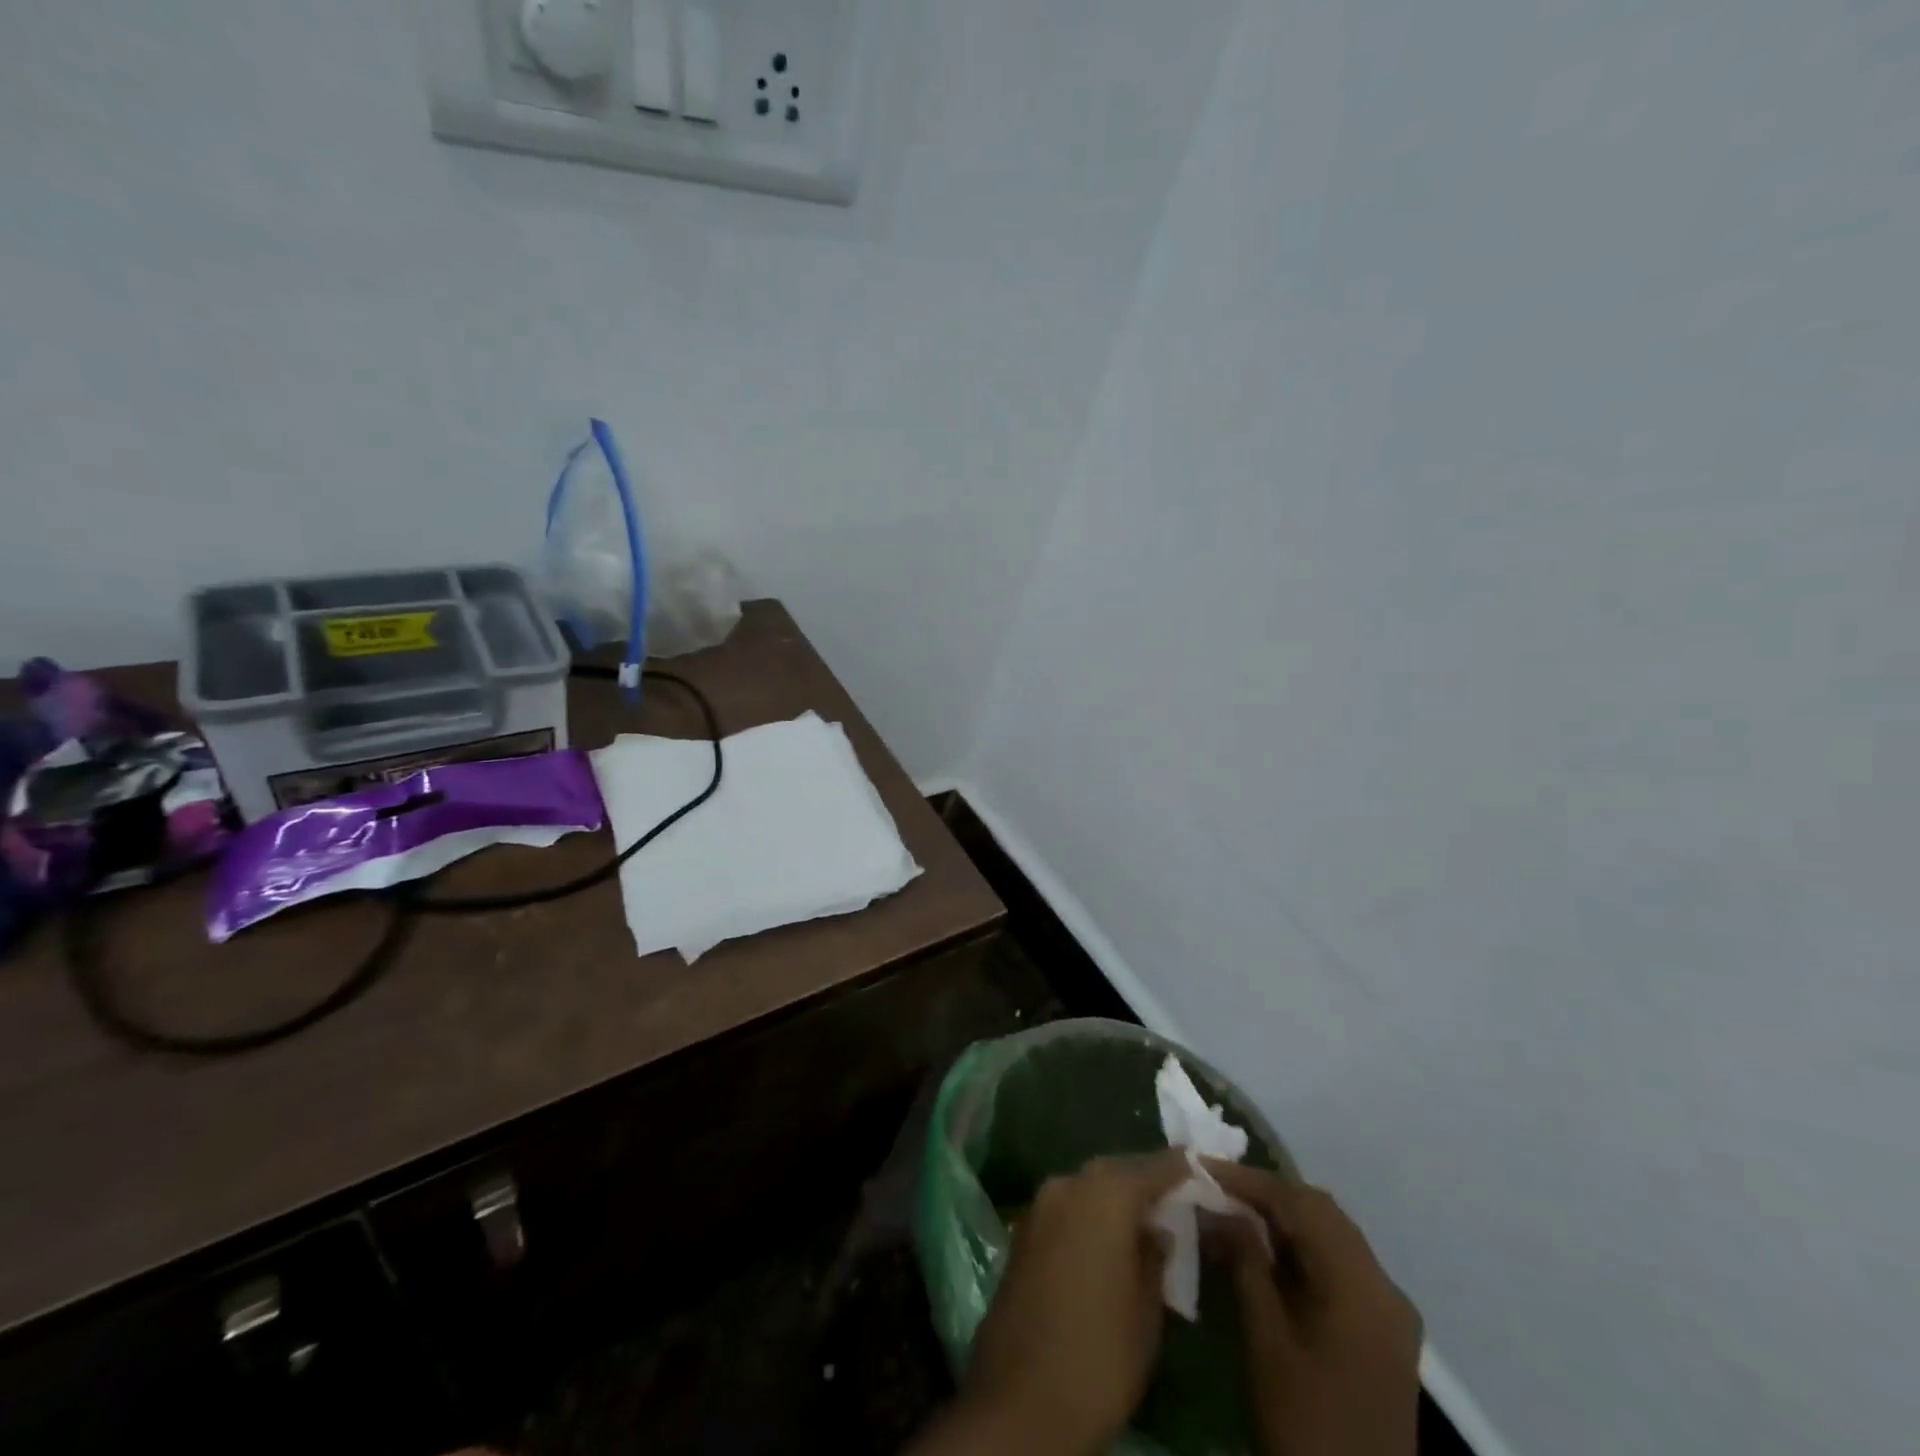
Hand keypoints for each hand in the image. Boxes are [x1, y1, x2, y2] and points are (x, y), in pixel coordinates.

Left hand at [917, 1150, 1189, 1455]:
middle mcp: (1069, 1185)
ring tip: (1142, 1220)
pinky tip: (1104, 1240)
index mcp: (1106, 1195)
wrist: (1019, 1401)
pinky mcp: (1022, 1231)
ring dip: (1112, 1197)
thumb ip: (1155, 1259)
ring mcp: (1039, 1206)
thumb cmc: (1099, 1356)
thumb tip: (1156, 1230)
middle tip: (1172, 1196)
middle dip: (1142, 1180)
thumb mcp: (1146, 1313)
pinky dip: (1088, 1215)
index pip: (1152, 1168)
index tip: (1198, 1165)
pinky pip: (1065, 1209)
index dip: (1178, 1168)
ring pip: (1086, 1188)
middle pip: (1114, 1171)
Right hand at [1204, 1162, 1422, 1455]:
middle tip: (1216, 1187)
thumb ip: (1246, 1264)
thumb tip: (1220, 1208)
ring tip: (1232, 1211)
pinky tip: (1265, 1251)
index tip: (1204, 1167)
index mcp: (1361, 1287)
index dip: (1250, 1181)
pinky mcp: (1382, 1330)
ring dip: (1284, 1217)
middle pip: (1322, 1213)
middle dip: (1267, 1194)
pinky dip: (1301, 1246)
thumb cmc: (1305, 1425)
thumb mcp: (1266, 1343)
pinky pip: (1339, 1263)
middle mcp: (1385, 1288)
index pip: (1302, 1205)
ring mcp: (1389, 1310)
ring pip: (1332, 1234)